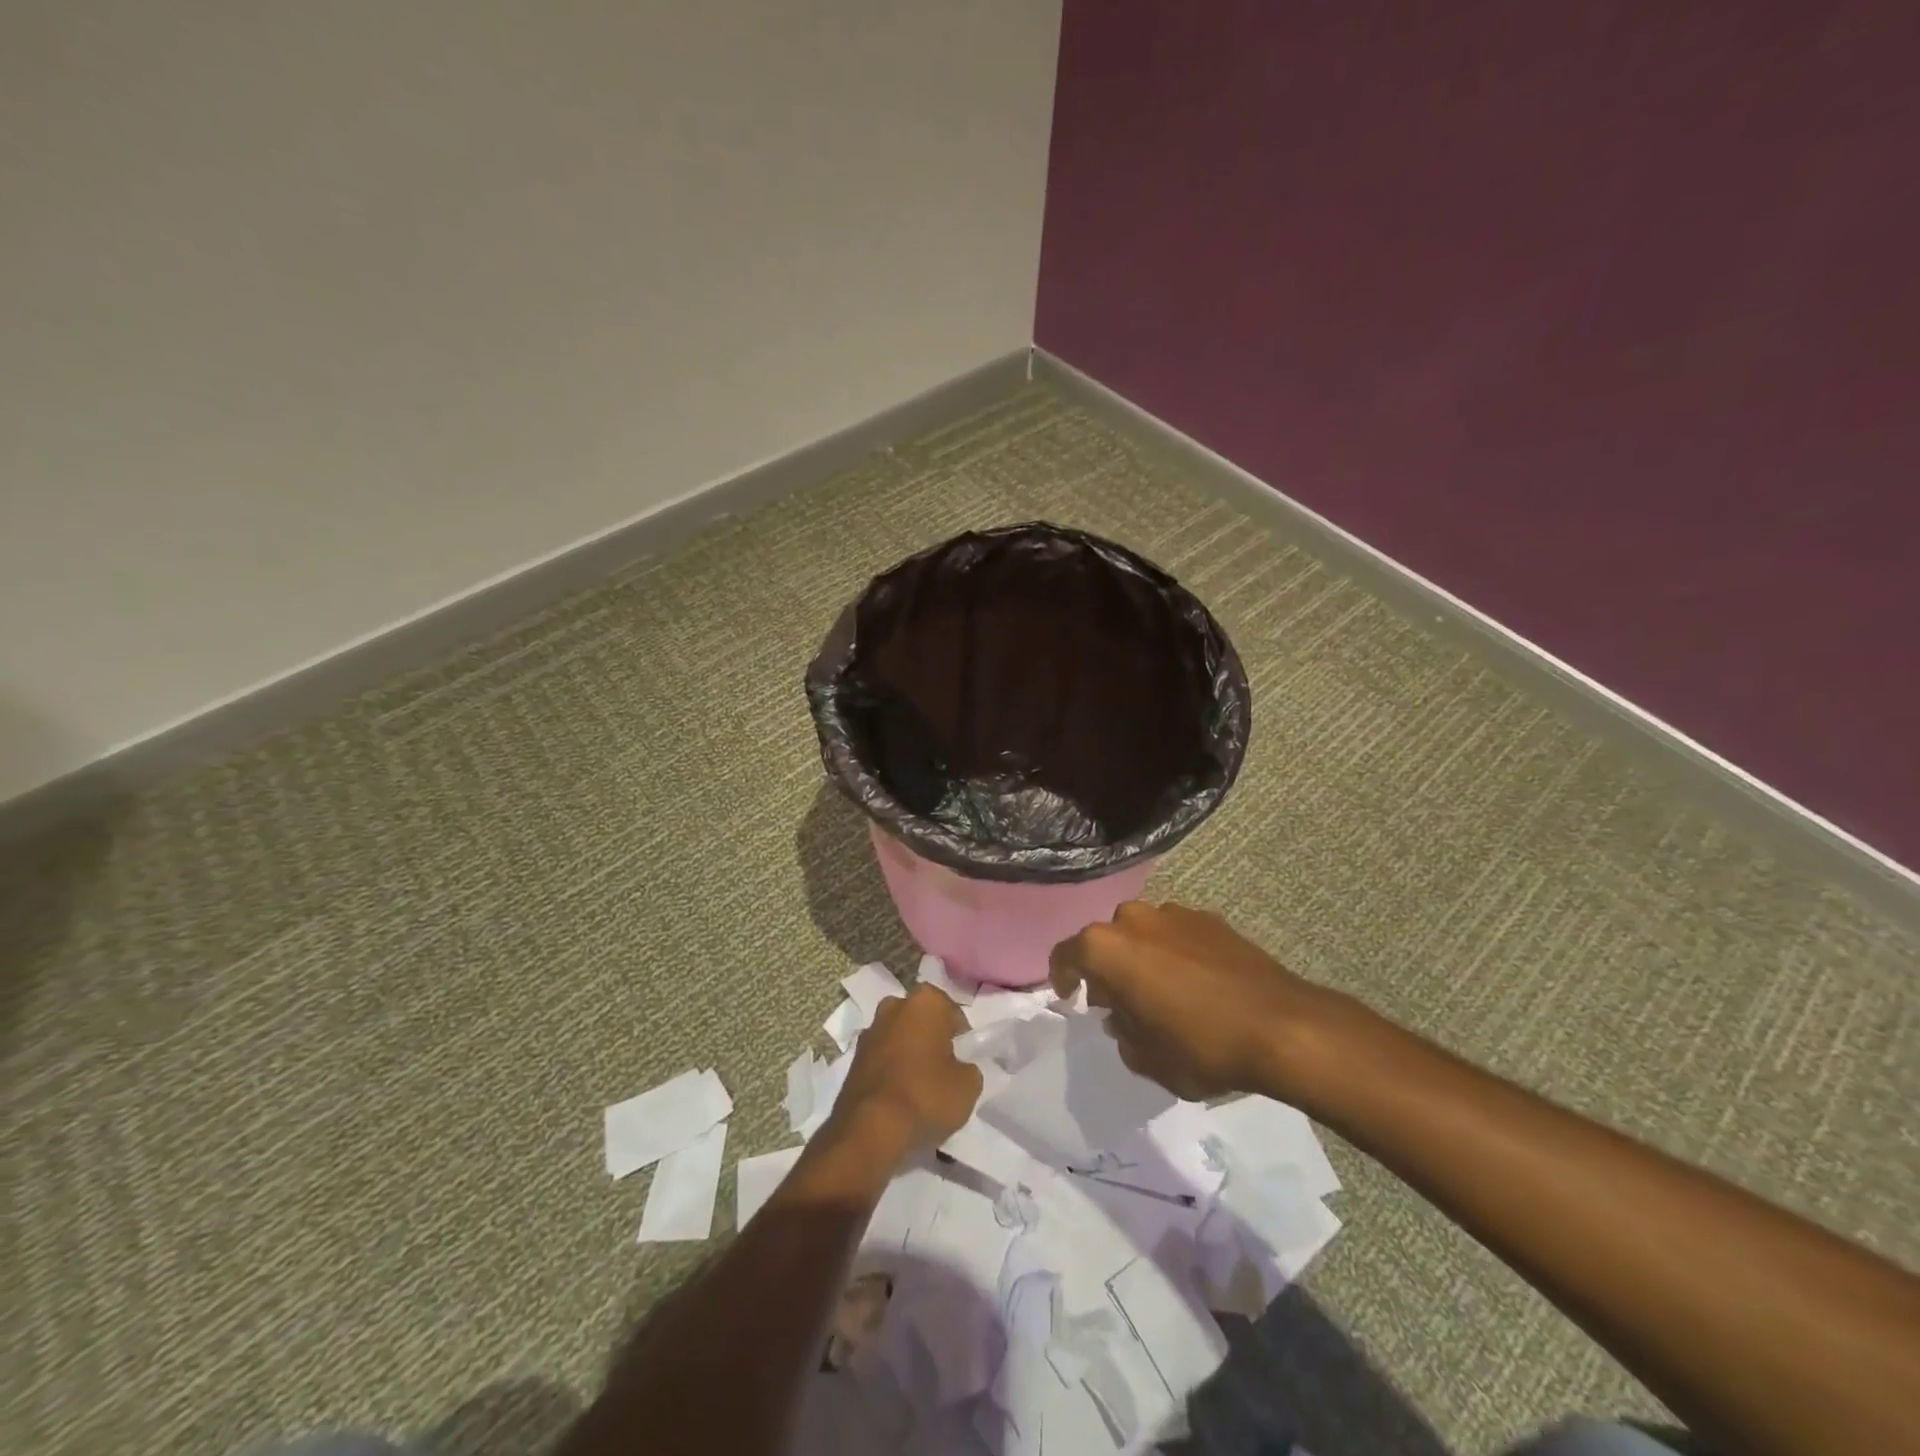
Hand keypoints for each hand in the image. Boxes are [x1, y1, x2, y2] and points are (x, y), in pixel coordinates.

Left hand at [827, 987, 981, 1163]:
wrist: (870, 1129)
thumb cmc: (926, 1096)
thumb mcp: (968, 1086)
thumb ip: (968, 1068)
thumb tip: (958, 1068)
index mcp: (926, 1001)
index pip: (952, 1013)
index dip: (961, 1038)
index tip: (964, 1060)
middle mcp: (894, 1006)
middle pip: (922, 1020)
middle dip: (931, 1039)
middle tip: (944, 1070)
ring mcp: (870, 1030)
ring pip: (899, 1037)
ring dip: (908, 1054)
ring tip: (920, 1087)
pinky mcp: (853, 1058)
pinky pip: (882, 1058)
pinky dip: (891, 1070)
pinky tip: (899, 1096)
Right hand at [1049, 901, 1349, 1100]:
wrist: (1281, 1026)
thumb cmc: (1200, 1046)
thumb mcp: (1147, 1059)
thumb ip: (1124, 1035)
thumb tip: (1124, 1019)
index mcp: (1107, 948)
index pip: (1065, 954)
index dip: (1061, 976)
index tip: (1069, 997)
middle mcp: (1134, 919)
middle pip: (1106, 940)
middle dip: (1106, 968)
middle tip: (1118, 1002)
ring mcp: (1174, 913)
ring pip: (1142, 934)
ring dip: (1141, 958)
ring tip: (1161, 992)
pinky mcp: (1210, 918)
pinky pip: (1176, 934)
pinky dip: (1174, 953)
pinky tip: (1195, 984)